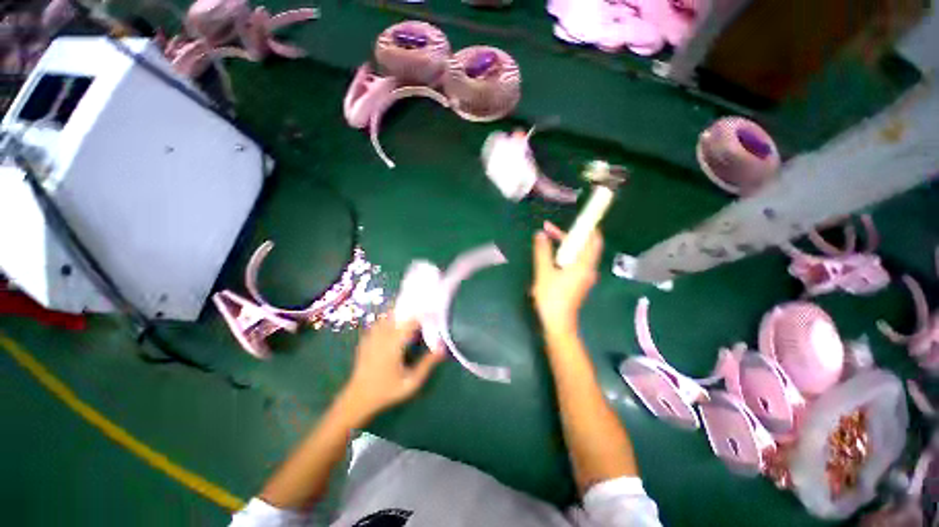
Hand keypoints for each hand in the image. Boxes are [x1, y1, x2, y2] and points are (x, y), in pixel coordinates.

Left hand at [339, 315, 442, 422]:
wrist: (357, 399)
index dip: (424, 315)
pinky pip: (379, 322)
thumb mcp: (411, 382)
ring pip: (387, 316)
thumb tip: (442, 348)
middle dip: (412, 311)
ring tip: (411, 318)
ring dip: (400, 314)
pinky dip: (389, 319)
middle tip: (424, 314)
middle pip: (399, 314)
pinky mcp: (366, 339)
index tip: (435, 313)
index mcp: (394, 344)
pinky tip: (395, 326)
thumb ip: (427, 364)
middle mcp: (382, 336)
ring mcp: (372, 336)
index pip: (411, 321)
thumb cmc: (387, 391)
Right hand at [531, 221, 602, 333]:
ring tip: (547, 241)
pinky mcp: (578, 283)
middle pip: (585, 245)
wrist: (558, 324)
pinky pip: (574, 263)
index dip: (586, 226)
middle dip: (569, 235)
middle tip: (549, 231)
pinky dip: (564, 256)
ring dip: (565, 246)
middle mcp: (588, 268)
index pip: (593, 239)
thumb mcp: (543, 272)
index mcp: (584, 264)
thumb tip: (540, 233)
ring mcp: (584, 277)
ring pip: (578, 255)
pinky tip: (550, 258)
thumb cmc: (552, 297)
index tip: (573, 219)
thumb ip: (542, 251)